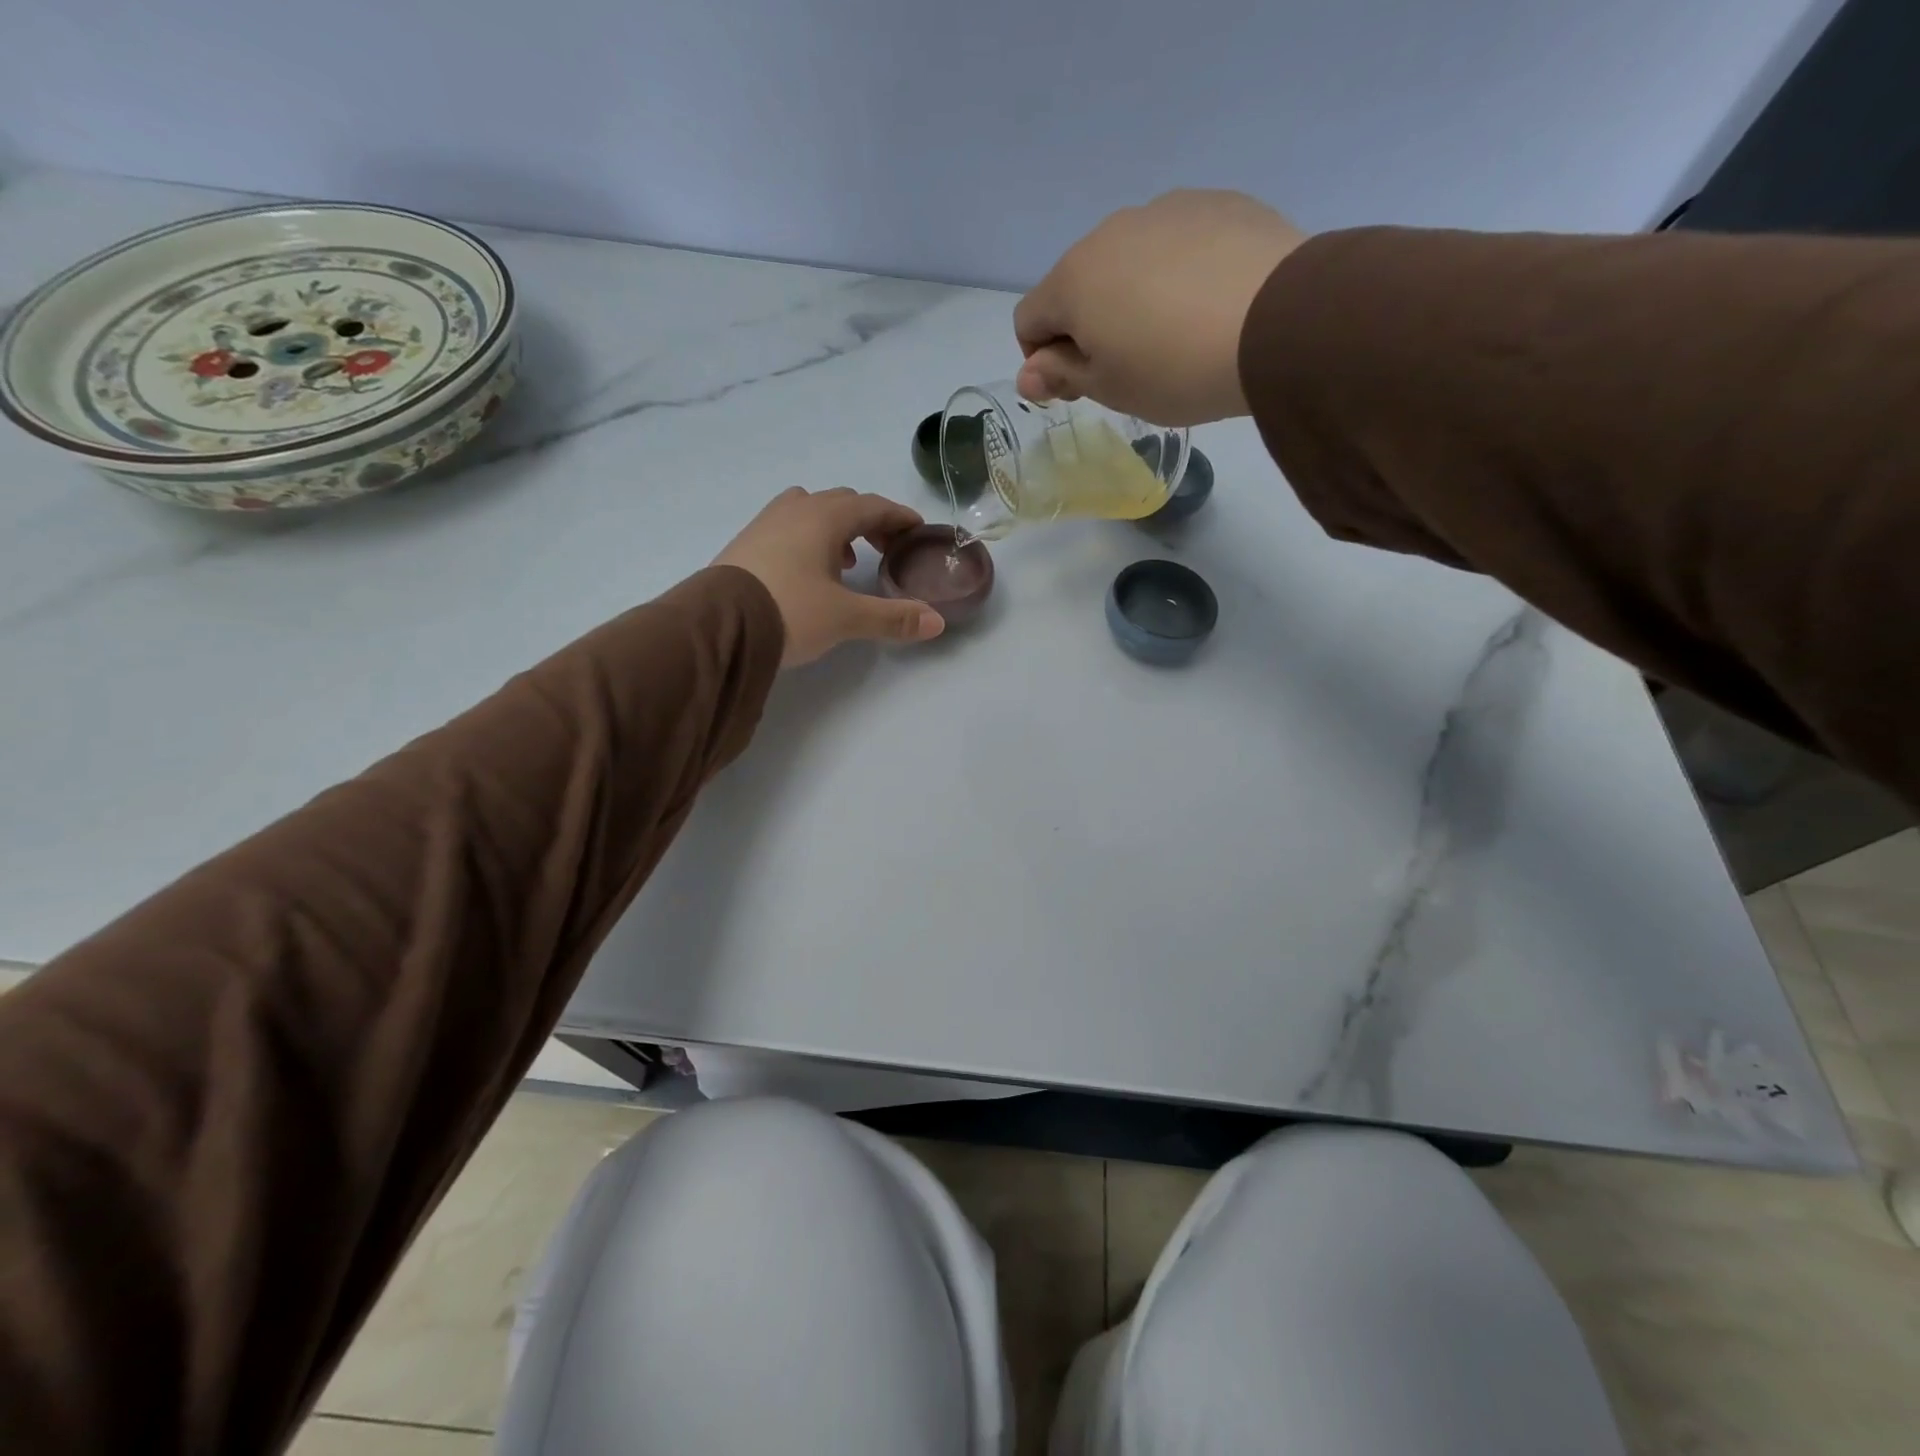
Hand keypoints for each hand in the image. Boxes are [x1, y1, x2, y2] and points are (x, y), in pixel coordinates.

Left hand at [715, 487, 944, 666]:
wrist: (718, 625)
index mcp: (824, 517)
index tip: (917, 528)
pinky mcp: (746, 543)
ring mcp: (766, 523)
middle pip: (842, 503)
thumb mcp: (846, 617)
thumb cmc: (790, 610)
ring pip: (811, 511)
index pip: (872, 506)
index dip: (898, 516)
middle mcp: (795, 510)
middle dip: (869, 521)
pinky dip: (809, 539)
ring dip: (836, 528)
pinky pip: (788, 527)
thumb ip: (893, 618)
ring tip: (848, 560)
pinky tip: (809, 571)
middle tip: (887, 546)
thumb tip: (936, 623)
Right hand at [1013, 190, 1307, 425]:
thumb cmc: (1174, 368)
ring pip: (1128, 260)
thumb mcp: (1110, 388)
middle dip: (1088, 325)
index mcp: (1073, 279)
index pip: (1029, 320)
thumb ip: (1062, 376)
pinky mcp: (1217, 203)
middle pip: (1078, 285)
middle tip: (1127, 368)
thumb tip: (1028, 374)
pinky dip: (1178, 273)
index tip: (1077, 387)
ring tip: (1175, 335)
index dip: (1043, 360)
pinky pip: (1178, 244)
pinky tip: (1208, 305)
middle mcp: (1110, 231)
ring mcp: (1166, 209)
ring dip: (1132, 296)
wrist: (1278, 321)